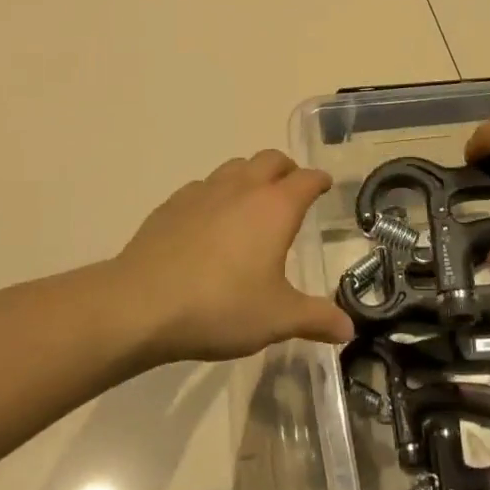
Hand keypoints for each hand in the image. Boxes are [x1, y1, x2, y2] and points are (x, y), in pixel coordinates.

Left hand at [115, 150, 352, 362]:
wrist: (140, 305)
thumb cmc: (220, 307)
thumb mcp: (277, 319)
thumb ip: (316, 319)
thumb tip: (348, 329)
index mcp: (275, 207)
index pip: (306, 179)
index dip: (319, 181)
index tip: (325, 186)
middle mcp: (242, 188)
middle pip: (271, 159)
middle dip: (287, 170)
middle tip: (292, 191)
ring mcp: (203, 192)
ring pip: (235, 167)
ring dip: (250, 176)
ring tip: (252, 203)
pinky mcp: (172, 205)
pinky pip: (202, 187)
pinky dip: (216, 195)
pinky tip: (209, 222)